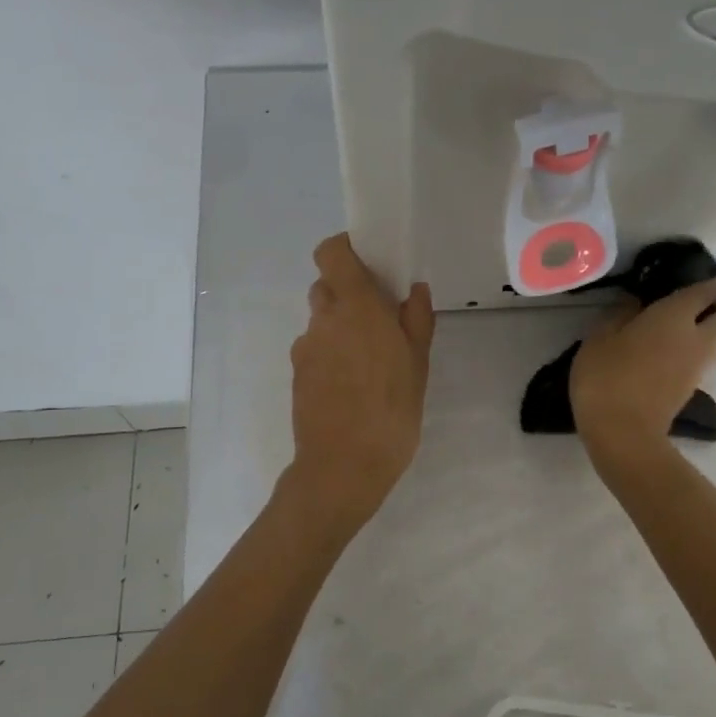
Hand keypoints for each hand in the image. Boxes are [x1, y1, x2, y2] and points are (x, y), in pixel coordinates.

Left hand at [285, 234, 435, 534]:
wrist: (342, 468)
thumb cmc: (391, 412)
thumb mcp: (418, 364)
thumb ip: (416, 320)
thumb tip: (413, 290)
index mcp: (355, 307)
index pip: (330, 252)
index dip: (345, 248)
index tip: (369, 262)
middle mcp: (323, 320)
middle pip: (327, 286)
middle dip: (349, 294)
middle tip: (379, 319)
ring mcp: (305, 348)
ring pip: (321, 321)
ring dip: (341, 327)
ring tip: (369, 361)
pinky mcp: (297, 375)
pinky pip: (315, 349)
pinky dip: (331, 354)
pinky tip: (352, 386)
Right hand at [570, 279, 715, 461]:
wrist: (623, 434)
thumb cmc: (607, 378)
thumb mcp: (599, 338)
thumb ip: (619, 314)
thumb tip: (635, 302)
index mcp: (675, 316)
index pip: (706, 290)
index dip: (707, 282)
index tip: (697, 279)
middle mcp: (697, 337)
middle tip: (696, 305)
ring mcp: (698, 367)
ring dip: (710, 331)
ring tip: (680, 329)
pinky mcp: (692, 389)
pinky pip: (703, 359)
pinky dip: (695, 351)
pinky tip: (669, 352)